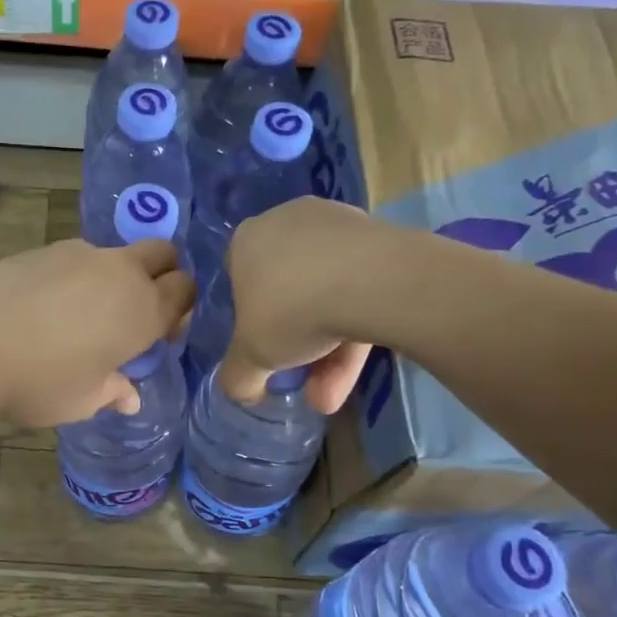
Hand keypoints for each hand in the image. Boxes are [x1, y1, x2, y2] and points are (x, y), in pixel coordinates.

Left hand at [0, 238, 195, 426]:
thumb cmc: (39, 382)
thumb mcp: (82, 400)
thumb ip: (112, 392)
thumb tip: (130, 397)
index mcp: (144, 311)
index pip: (185, 291)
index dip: (179, 308)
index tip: (160, 333)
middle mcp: (121, 273)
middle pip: (162, 253)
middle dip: (161, 273)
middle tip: (134, 310)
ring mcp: (82, 254)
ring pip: (116, 254)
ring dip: (113, 276)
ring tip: (80, 313)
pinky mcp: (45, 248)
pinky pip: (76, 258)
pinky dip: (75, 276)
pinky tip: (45, 305)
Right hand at [217, 197, 378, 413]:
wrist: (373, 280)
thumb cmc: (292, 309)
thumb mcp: (250, 356)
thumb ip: (238, 376)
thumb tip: (243, 390)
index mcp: (246, 240)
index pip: (238, 280)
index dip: (250, 320)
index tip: (265, 349)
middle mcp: (286, 222)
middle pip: (287, 290)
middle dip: (296, 344)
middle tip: (305, 380)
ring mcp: (335, 225)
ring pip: (326, 293)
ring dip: (329, 349)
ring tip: (333, 394)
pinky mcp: (379, 236)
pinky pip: (359, 285)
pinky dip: (357, 325)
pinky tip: (359, 367)